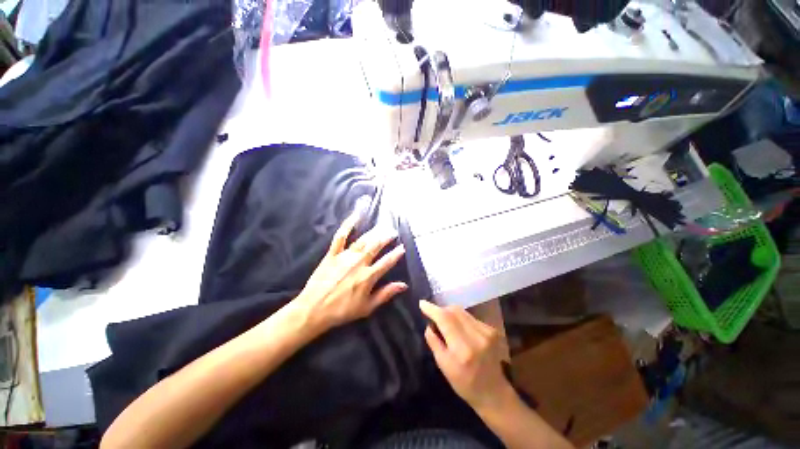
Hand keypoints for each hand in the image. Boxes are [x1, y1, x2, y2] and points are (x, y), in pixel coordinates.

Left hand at [296, 214, 406, 332]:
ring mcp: (345, 256)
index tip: (402, 247)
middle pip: (376, 246)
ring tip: (382, 226)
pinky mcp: (332, 254)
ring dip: (374, 232)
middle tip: (393, 231)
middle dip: (386, 238)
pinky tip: (355, 216)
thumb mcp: (367, 307)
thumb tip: (404, 285)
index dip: (396, 254)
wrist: (313, 309)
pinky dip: (347, 225)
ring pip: (363, 240)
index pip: (387, 262)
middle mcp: (359, 263)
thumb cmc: (342, 310)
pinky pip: (340, 237)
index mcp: (368, 276)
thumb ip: (386, 294)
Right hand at [420, 300, 513, 411]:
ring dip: (451, 313)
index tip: (422, 303)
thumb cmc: (464, 383)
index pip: (445, 319)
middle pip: (454, 311)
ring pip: (462, 312)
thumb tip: (428, 324)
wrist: (494, 392)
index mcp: (463, 349)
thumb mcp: (443, 366)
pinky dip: (461, 319)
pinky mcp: (493, 330)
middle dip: (441, 310)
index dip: (432, 309)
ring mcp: (487, 332)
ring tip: (446, 323)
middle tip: (433, 316)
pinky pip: (470, 317)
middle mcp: (477, 336)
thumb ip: (434, 342)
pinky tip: (460, 329)